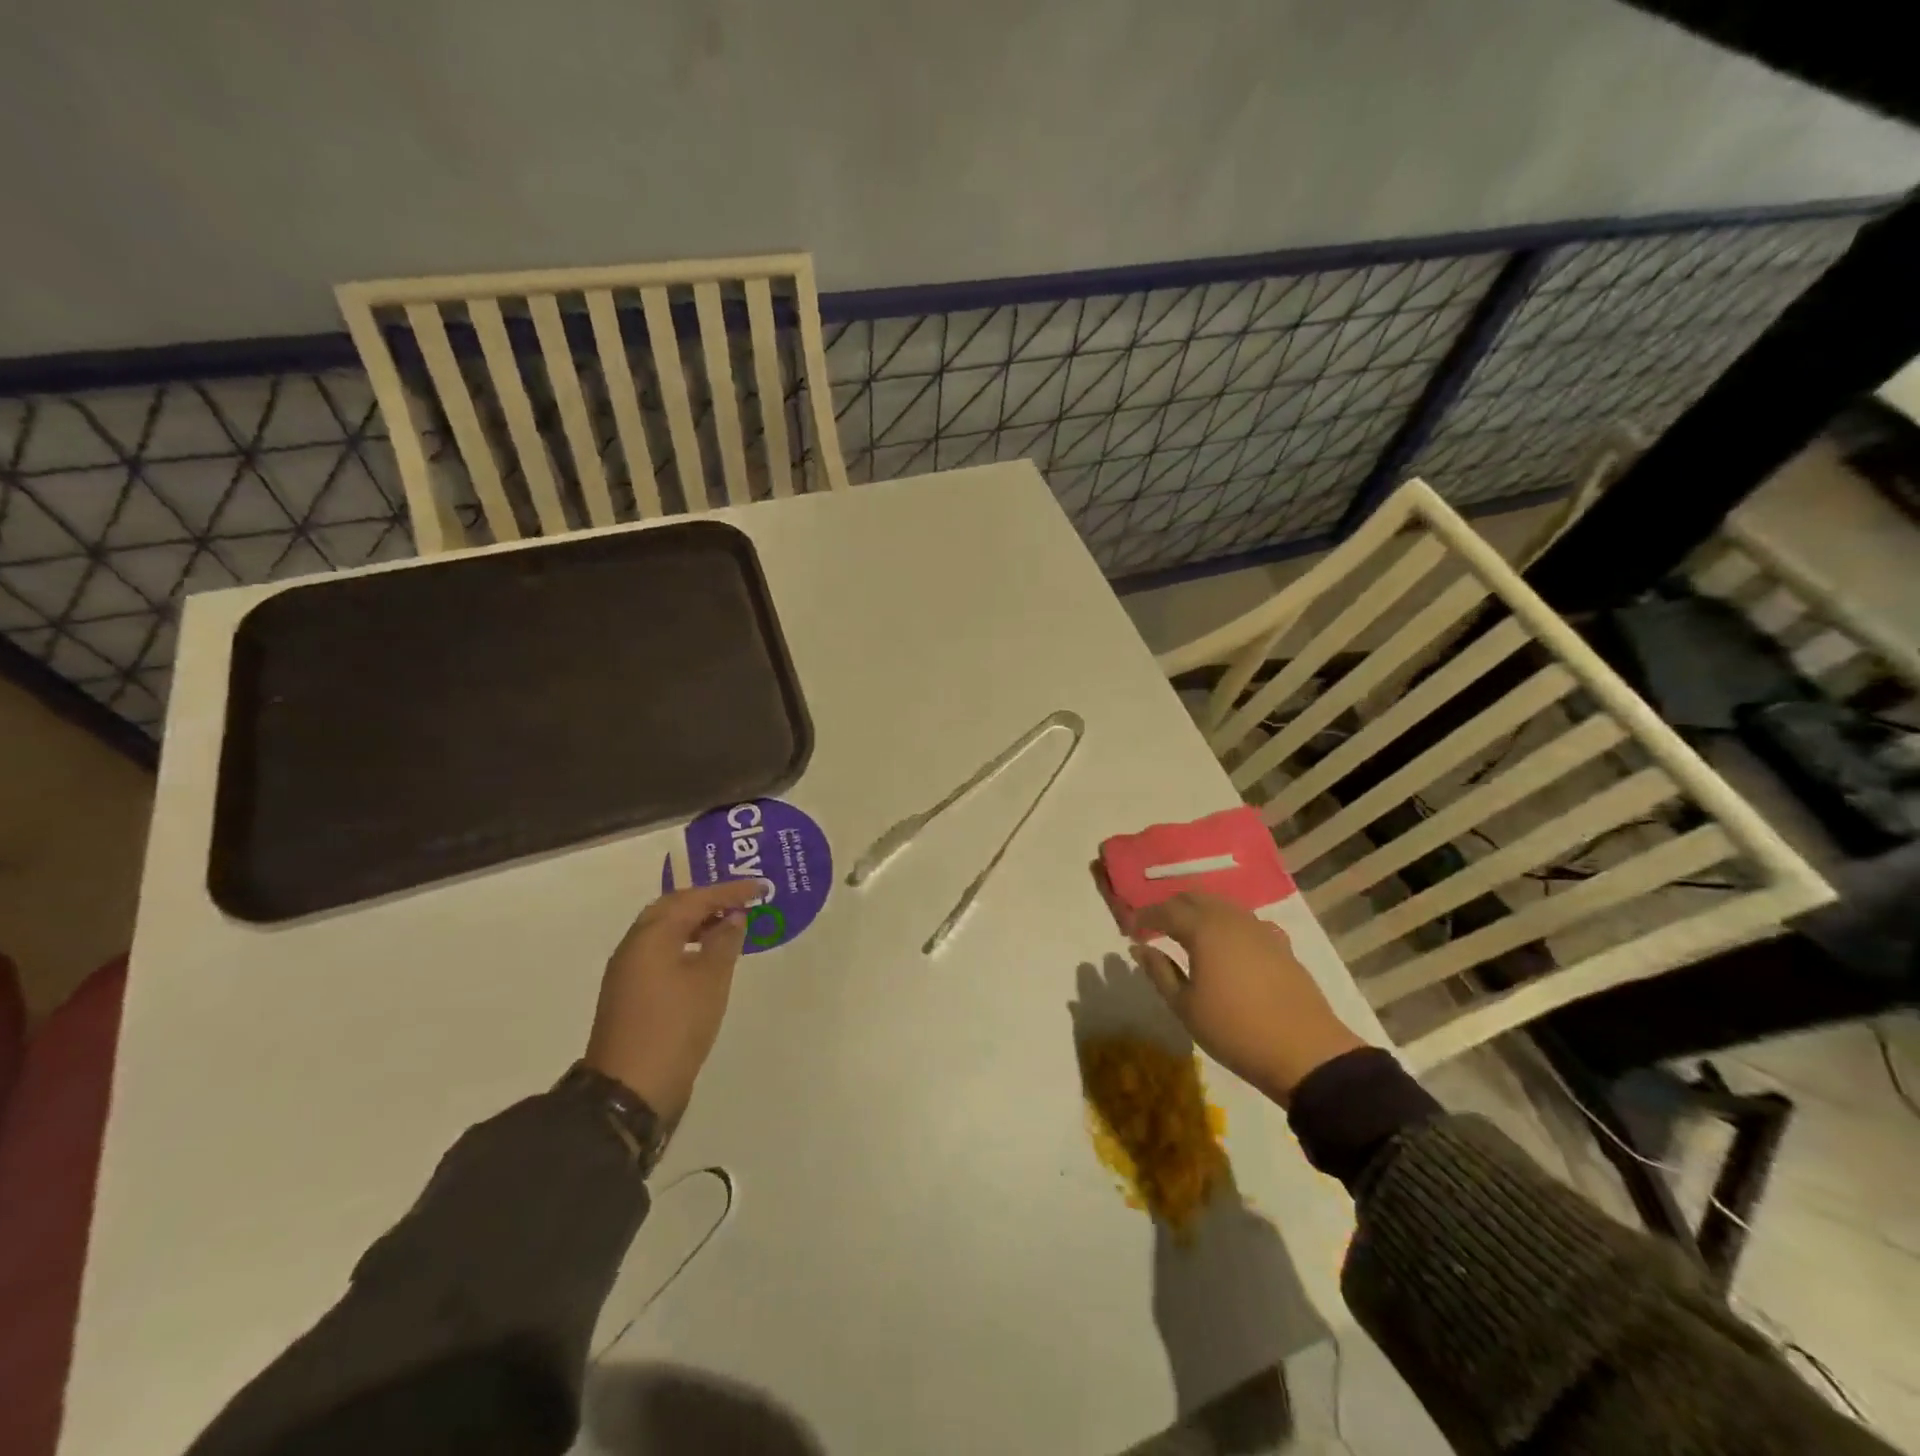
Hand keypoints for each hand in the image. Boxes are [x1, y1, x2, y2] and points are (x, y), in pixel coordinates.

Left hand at [585, 880, 759, 1122]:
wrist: (630, 1089)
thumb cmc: (676, 1025)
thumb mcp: (711, 980)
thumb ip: (725, 941)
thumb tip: (733, 917)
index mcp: (652, 935)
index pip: (694, 899)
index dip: (729, 891)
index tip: (760, 888)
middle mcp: (634, 945)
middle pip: (672, 908)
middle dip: (706, 900)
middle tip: (739, 900)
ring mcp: (628, 970)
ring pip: (664, 930)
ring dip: (695, 921)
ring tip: (728, 924)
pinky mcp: (630, 992)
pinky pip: (660, 950)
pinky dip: (685, 942)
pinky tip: (705, 954)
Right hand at [1128, 892, 1365, 1106]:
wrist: (1305, 1053)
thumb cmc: (1235, 1031)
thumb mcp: (1185, 1007)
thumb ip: (1159, 972)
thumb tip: (1139, 948)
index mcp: (1203, 929)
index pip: (1165, 910)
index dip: (1144, 917)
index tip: (1130, 930)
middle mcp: (1231, 919)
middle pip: (1194, 898)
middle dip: (1171, 908)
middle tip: (1155, 928)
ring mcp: (1260, 929)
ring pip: (1222, 905)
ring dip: (1199, 912)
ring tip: (1187, 934)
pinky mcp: (1281, 944)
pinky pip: (1246, 921)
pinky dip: (1227, 924)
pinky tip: (1227, 945)